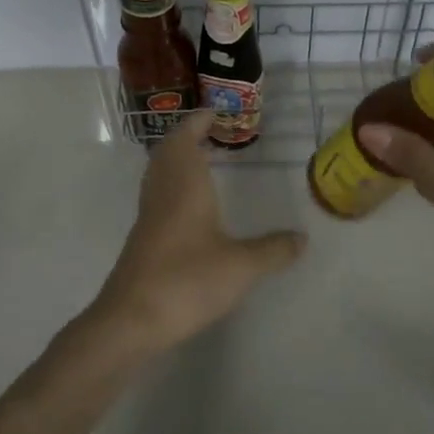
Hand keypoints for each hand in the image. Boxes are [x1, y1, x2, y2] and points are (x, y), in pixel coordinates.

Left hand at [88, 110, 305, 353]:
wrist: (130, 320)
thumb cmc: (187, 281)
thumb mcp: (241, 266)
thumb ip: (273, 250)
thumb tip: (303, 238)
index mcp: (184, 186)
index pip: (186, 138)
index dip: (198, 122)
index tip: (215, 113)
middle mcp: (162, 193)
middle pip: (167, 152)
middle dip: (186, 136)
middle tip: (210, 133)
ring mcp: (148, 216)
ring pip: (158, 173)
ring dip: (177, 159)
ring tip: (201, 161)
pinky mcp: (142, 239)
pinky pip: (157, 195)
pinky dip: (172, 184)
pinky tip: (189, 205)